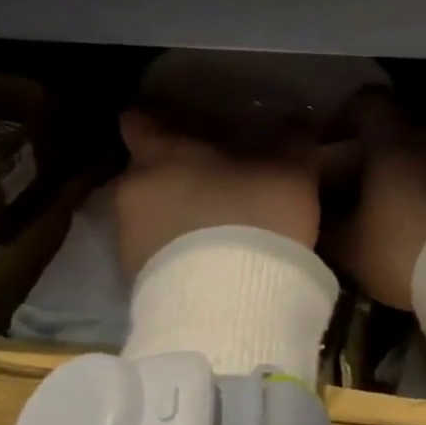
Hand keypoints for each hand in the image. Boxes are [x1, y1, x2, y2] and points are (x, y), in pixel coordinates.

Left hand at [115, 110, 319, 278]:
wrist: (229, 304)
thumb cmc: (255, 217)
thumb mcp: (292, 172)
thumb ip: (292, 140)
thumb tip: (297, 119)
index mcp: (162, 153)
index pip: (141, 121)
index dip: (160, 119)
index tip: (182, 123)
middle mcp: (133, 189)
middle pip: (148, 170)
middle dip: (177, 173)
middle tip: (215, 179)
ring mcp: (128, 238)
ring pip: (151, 212)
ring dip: (177, 215)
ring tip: (217, 226)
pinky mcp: (136, 281)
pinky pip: (156, 252)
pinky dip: (178, 250)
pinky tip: (211, 261)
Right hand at [324, 90, 425, 309]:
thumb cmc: (406, 247)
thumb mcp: (351, 245)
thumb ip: (327, 223)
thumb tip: (317, 213)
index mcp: (392, 140)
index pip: (365, 100)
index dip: (343, 117)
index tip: (327, 146)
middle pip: (394, 130)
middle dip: (370, 153)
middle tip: (351, 187)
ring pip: (421, 155)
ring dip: (402, 175)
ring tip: (384, 211)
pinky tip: (418, 224)